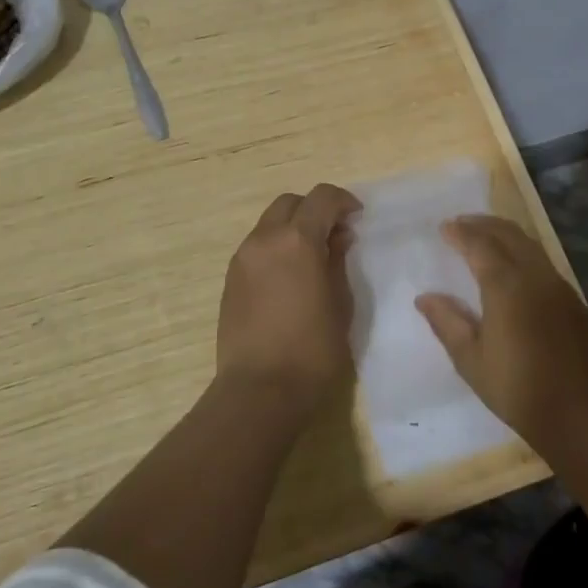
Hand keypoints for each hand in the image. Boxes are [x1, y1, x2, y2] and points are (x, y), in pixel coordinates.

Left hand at [216, 184, 361, 411]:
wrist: (259, 390)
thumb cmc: (312, 349)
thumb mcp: (340, 304)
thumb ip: (338, 261)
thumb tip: (337, 238)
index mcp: (296, 240)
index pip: (321, 198)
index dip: (343, 201)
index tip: (357, 218)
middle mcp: (264, 239)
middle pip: (290, 203)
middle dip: (314, 210)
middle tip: (334, 235)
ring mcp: (242, 258)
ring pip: (269, 223)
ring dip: (292, 228)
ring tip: (312, 258)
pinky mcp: (230, 279)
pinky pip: (257, 247)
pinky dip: (276, 247)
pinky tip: (289, 277)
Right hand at [415, 215, 587, 453]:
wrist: (582, 414)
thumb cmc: (518, 389)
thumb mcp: (471, 360)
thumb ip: (447, 322)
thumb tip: (425, 297)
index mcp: (506, 285)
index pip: (479, 245)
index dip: (460, 233)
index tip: (444, 228)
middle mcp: (534, 275)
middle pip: (508, 234)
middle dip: (482, 224)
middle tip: (461, 223)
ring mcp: (559, 285)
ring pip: (529, 244)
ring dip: (504, 234)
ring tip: (484, 236)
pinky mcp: (574, 300)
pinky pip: (543, 261)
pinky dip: (523, 251)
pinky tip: (514, 266)